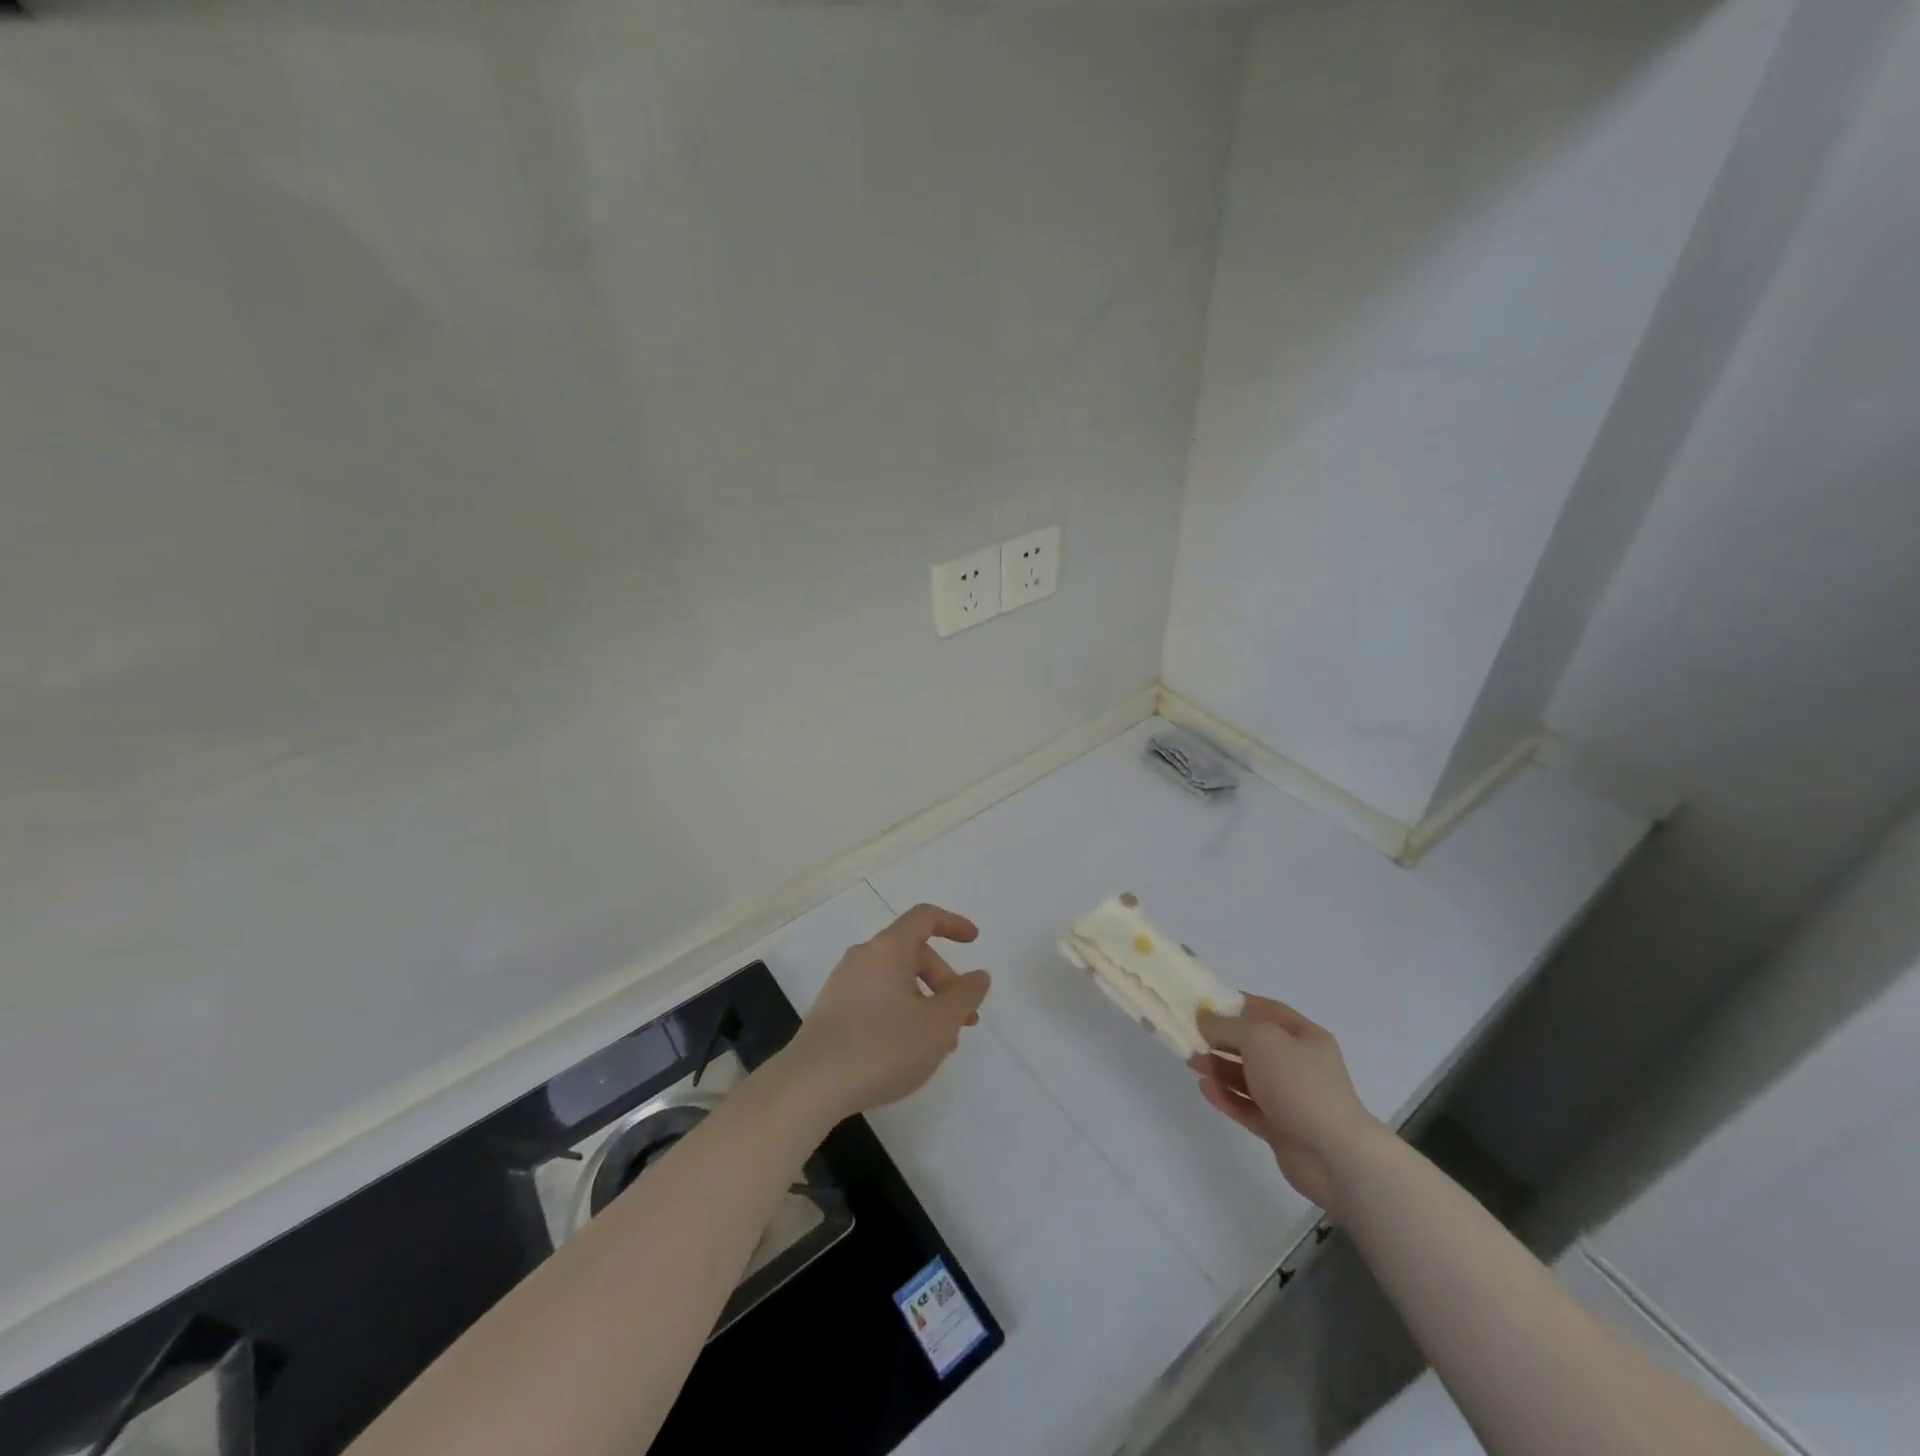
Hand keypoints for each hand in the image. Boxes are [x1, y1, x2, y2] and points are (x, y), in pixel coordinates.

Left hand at [781, 904, 991, 1122]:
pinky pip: (877, 999)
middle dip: (945, 982)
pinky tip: (909, 1051)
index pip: (924, 918)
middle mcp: (863, 957)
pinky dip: (901, 1013)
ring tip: (941, 1043)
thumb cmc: (883, 1047)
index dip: (953, 924)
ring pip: (896, 981)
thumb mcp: (938, 1024)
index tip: (975, 941)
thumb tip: (978, 976)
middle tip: (964, 1019)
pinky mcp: (832, 1011)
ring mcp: (843, 984)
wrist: (811, 1085)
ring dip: (925, 1003)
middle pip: (913, 954)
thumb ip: (965, 996)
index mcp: (888, 949)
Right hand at [1191, 995, 1388, 1211]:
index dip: (1236, 1004)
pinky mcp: (1280, 1128)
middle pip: (1253, 1045)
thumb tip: (1204, 1017)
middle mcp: (1298, 1063)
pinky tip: (1205, 1090)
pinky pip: (1247, 1106)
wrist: (1335, 1155)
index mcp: (1304, 1036)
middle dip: (1221, 1039)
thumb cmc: (1300, 1084)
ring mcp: (1290, 1097)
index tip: (1204, 1004)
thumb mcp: (1260, 1039)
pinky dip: (1226, 1097)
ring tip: (1193, 1064)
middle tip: (1191, 1038)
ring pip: (1247, 1076)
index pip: (1266, 1011)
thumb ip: (1227, 1026)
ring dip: (1219, 1068)